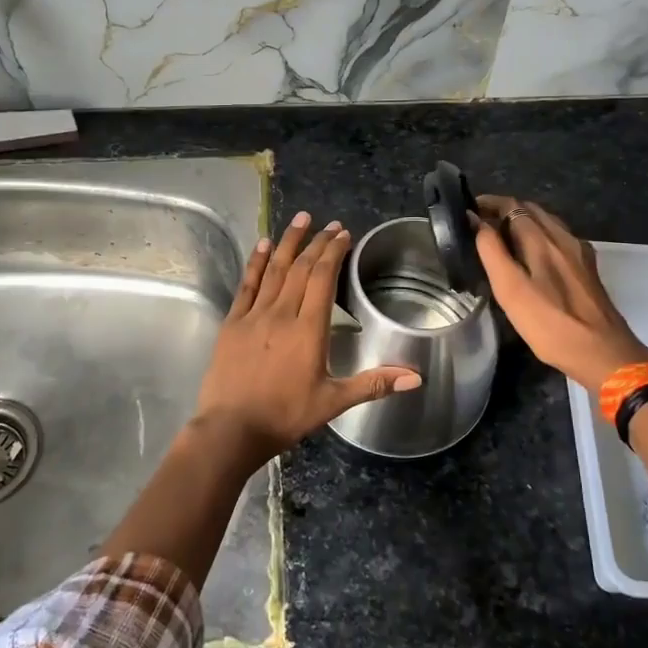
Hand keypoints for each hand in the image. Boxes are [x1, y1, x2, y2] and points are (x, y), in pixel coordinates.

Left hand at [192, 211, 420, 461]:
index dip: (334, 252)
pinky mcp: (233, 322)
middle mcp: (282, 313)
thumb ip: (373, 384)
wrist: (231, 428)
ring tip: (300, 219)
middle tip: (329, 224)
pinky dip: (257, 262)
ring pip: (275, 269)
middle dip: (317, 242)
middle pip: (302, 268)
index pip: (323, 278)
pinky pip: (247, 284)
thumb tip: (416, 377)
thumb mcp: (333, 402)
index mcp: (309, 329)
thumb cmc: (285, 415)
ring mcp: (254, 315)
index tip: (343, 234)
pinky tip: (264, 244)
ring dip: (289, 242)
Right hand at [473, 195, 647, 393]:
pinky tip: (532, 256)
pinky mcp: (587, 268)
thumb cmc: (549, 323)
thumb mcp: (510, 289)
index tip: (467, 210)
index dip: (489, 203)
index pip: (512, 205)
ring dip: (522, 222)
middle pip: (531, 210)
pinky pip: (559, 239)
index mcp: (542, 239)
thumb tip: (476, 220)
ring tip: (501, 238)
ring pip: (547, 224)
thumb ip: (492, 251)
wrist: (603, 353)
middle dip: (504, 210)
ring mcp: (579, 253)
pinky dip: (539, 236)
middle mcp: (563, 237)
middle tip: (480, 224)